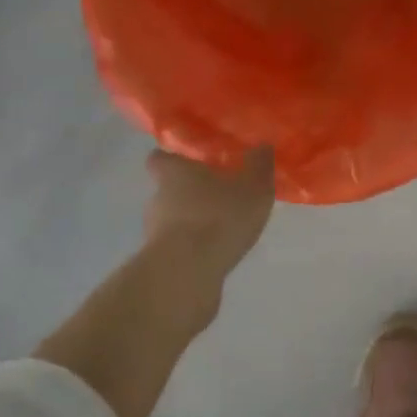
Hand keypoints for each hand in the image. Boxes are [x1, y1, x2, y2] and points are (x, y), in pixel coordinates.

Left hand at [143, 146, 274, 278]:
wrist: (187, 272)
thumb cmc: (219, 217)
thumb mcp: (253, 187)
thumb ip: (258, 165)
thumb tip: (262, 145)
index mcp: (175, 173)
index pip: (160, 158)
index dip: (173, 160)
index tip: (191, 163)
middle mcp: (157, 197)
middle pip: (168, 189)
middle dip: (192, 193)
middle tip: (220, 198)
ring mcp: (154, 231)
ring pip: (173, 219)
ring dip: (192, 223)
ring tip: (222, 230)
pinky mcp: (158, 260)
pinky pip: (177, 247)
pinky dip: (192, 248)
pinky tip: (215, 255)